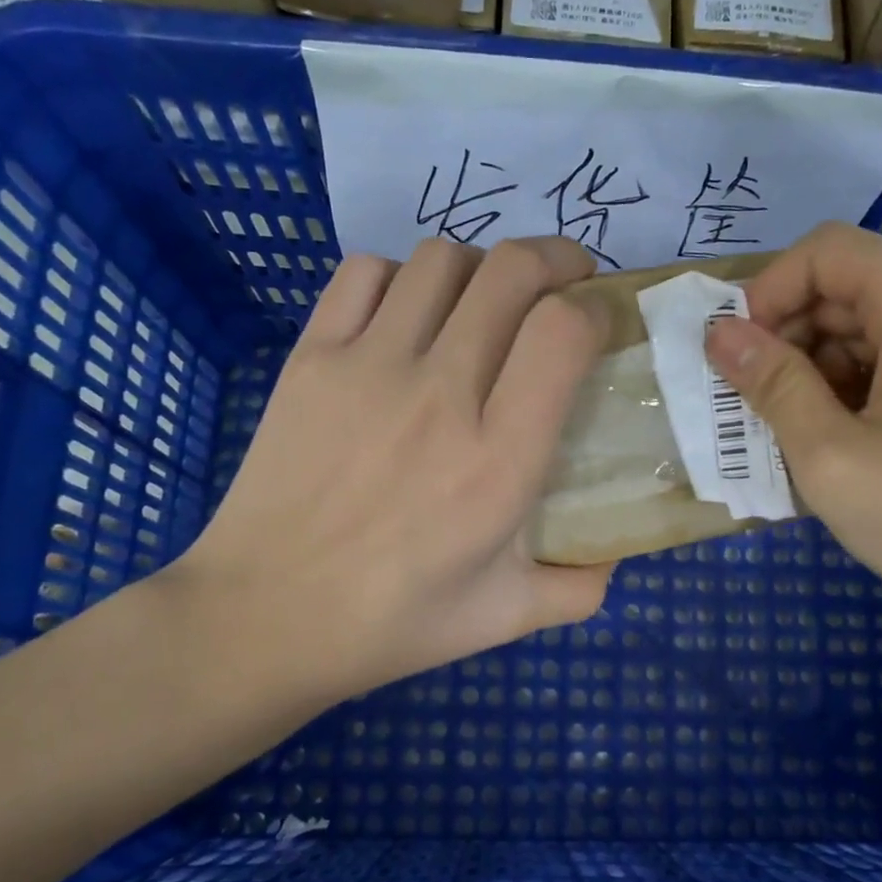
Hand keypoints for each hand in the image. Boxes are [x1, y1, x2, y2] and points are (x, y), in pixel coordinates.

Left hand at [168, 236, 614, 711]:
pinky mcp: (311, 358)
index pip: (562, 332)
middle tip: (564, 285)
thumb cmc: (393, 622)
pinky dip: (402, 277)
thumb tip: (617, 549)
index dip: (593, 309)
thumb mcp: (509, 617)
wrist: (265, 617)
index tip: (598, 327)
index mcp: (499, 460)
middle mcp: (440, 395)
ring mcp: (368, 367)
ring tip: (486, 302)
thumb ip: (582, 586)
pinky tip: (408, 316)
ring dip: (482, 268)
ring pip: (442, 258)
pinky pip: (365, 273)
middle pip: (512, 271)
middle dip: (556, 260)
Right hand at [705, 223, 881, 661]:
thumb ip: (771, 386)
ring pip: (867, 333)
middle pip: (846, 289)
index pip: (824, 252)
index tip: (736, 361)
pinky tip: (836, 452)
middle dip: (786, 340)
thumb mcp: (833, 459)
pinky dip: (852, 397)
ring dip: (814, 375)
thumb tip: (719, 334)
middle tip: (752, 411)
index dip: (767, 294)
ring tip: (790, 441)